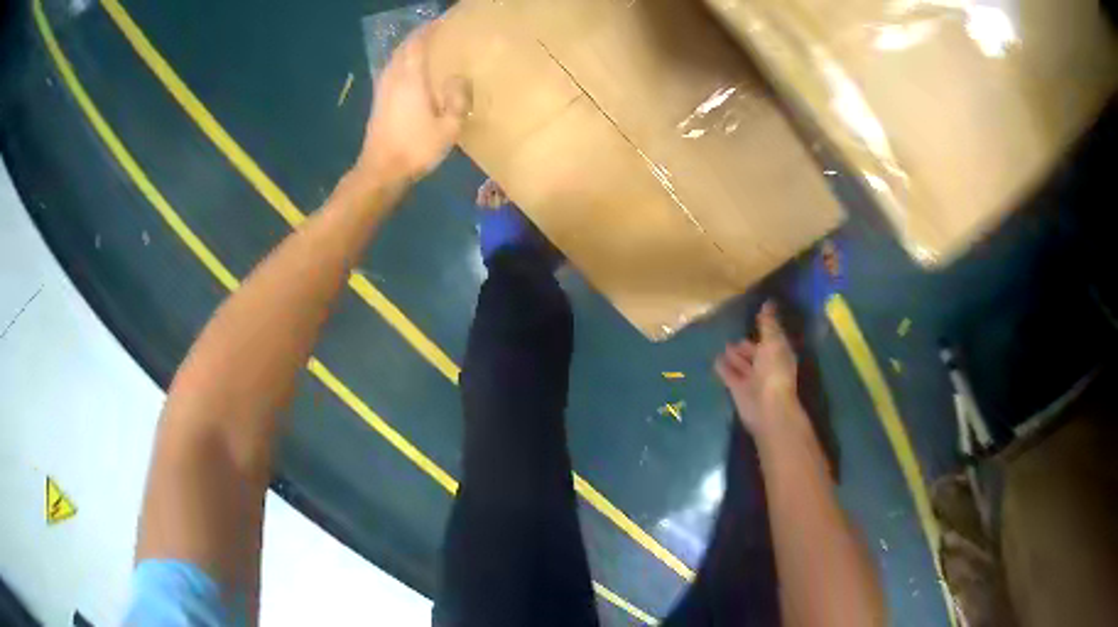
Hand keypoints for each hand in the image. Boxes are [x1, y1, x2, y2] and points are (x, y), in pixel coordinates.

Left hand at [355, 21, 470, 184]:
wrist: (381, 171)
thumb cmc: (415, 149)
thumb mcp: (448, 128)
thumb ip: (457, 100)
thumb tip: (459, 79)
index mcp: (410, 79)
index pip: (419, 43)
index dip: (431, 29)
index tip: (445, 20)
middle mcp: (393, 78)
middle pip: (404, 47)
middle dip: (419, 35)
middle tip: (438, 29)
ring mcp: (382, 89)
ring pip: (395, 58)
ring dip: (409, 47)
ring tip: (426, 44)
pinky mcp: (378, 100)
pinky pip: (391, 69)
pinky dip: (402, 61)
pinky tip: (411, 68)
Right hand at [715, 301, 797, 433]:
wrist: (766, 407)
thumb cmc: (773, 371)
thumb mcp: (773, 342)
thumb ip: (768, 323)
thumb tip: (768, 302)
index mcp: (779, 353)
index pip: (771, 339)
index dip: (764, 330)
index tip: (754, 318)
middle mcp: (767, 366)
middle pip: (756, 353)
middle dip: (746, 345)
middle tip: (734, 336)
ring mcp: (753, 379)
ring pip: (742, 364)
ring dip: (734, 356)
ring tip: (723, 346)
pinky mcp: (738, 390)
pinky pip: (730, 375)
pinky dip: (724, 368)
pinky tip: (715, 360)